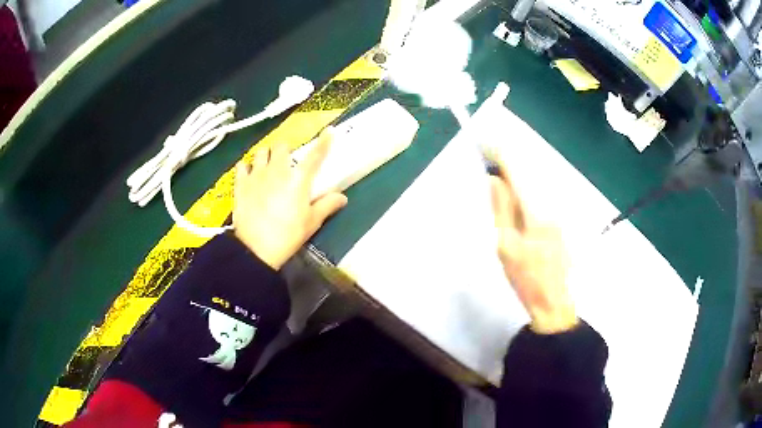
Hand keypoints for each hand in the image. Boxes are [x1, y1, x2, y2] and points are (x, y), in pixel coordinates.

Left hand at [233, 129, 347, 269]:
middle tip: (287, 163)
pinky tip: (248, 175)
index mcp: (298, 179)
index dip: (324, 142)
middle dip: (285, 151)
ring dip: (266, 156)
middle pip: (282, 146)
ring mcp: (257, 174)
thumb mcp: (312, 222)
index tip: (329, 131)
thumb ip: (327, 205)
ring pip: (261, 152)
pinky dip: (246, 168)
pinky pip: (242, 166)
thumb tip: (343, 197)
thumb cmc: (288, 235)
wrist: (256, 249)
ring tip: (267, 167)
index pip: (315, 155)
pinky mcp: (241, 183)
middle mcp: (278, 170)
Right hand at [489, 162, 576, 333]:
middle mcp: (553, 203)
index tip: (485, 143)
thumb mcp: (506, 246)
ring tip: (498, 170)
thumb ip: (501, 209)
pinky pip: (543, 192)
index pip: (519, 172)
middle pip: (531, 170)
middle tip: (488, 154)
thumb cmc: (527, 278)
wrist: (554, 301)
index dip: (501, 154)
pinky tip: (516, 190)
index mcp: (537, 211)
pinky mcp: (561, 217)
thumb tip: (494, 179)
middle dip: (509, 159)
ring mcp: (560, 210)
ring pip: (538, 180)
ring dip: (518, 171)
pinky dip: (527, 185)